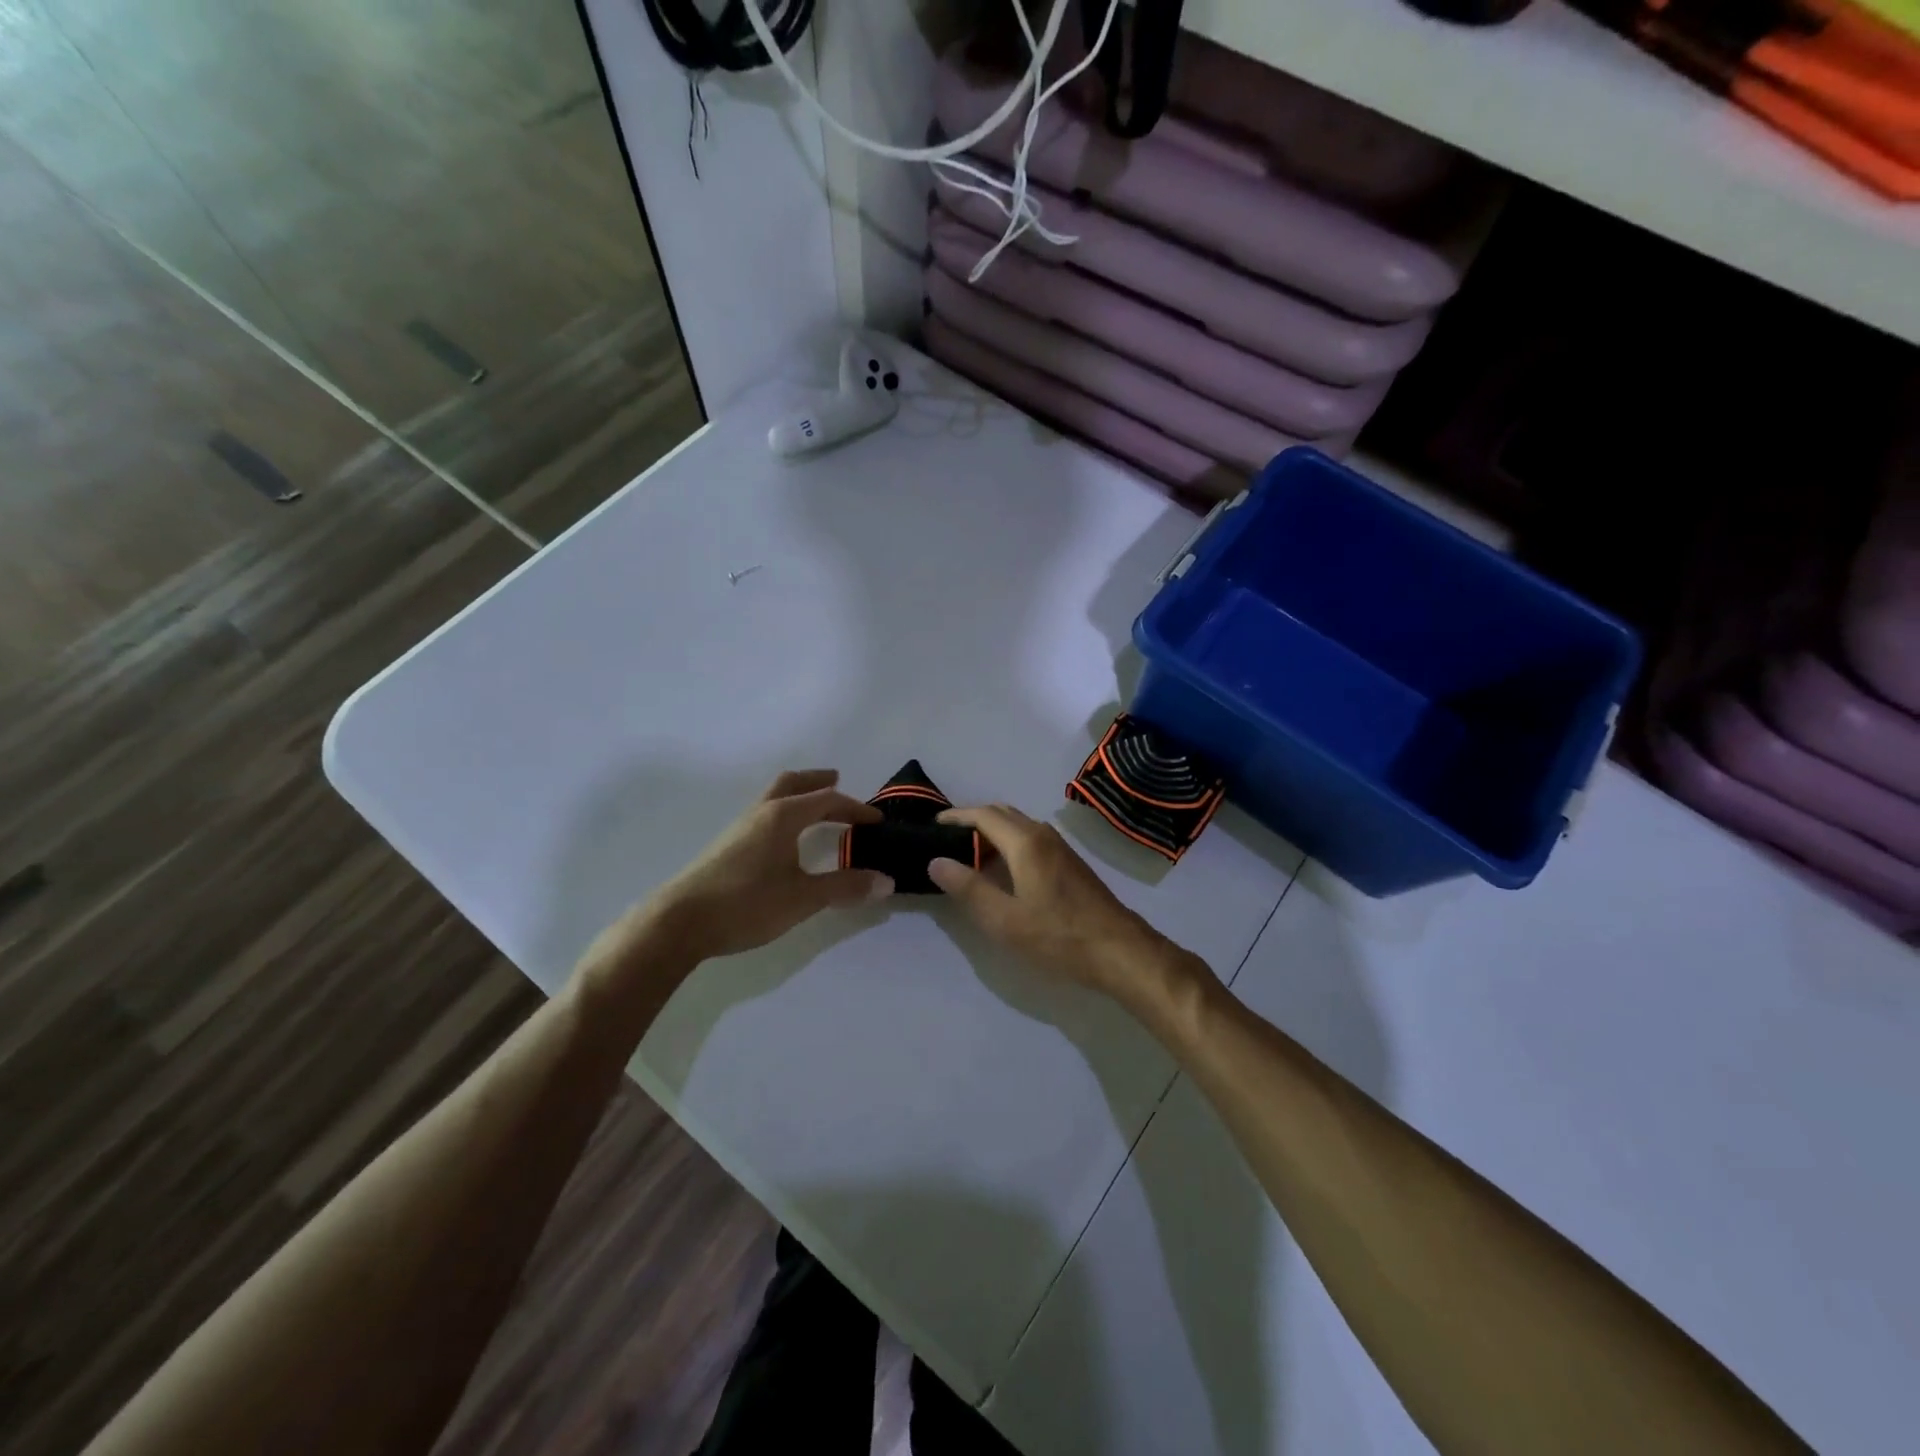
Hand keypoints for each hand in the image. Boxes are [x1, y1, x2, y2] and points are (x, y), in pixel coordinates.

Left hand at [599, 771, 893, 975]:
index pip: (826, 800)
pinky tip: (784, 839)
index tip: (876, 821)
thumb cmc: (747, 903)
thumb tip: (886, 881)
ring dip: (798, 796)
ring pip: (773, 797)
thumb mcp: (803, 898)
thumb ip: (845, 887)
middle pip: (792, 783)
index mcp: (783, 816)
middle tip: (837, 781)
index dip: (854, 808)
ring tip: (814, 808)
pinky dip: (783, 813)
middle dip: (817, 781)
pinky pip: (763, 815)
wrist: (680, 922)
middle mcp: (761, 813)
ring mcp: (740, 828)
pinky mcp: (727, 846)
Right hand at [928, 804, 1194, 1002]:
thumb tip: (936, 861)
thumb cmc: (1058, 936)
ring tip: (968, 853)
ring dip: (992, 830)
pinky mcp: (1069, 862)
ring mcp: (1060, 847)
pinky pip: (1030, 837)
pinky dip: (1008, 841)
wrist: (1119, 950)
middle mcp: (1043, 835)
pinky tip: (1001, 868)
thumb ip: (969, 888)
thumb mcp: (1005, 919)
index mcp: (1025, 842)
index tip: (932, 824)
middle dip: (972, 819)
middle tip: (946, 838)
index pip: (983, 815)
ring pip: (1018, 825)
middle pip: (1002, 813)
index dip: (956, 816)